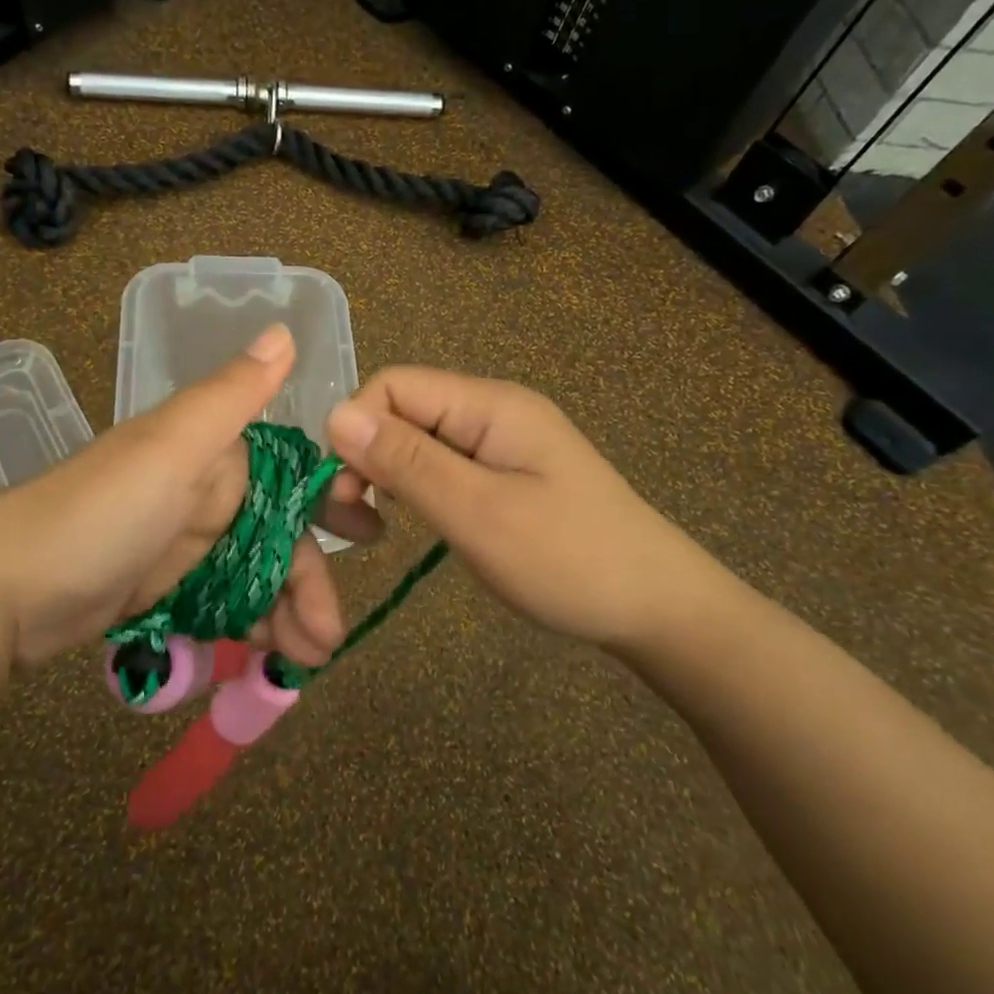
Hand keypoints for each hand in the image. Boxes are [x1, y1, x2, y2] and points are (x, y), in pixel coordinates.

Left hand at [0, 325, 379, 670]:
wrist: (4, 589)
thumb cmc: (102, 512)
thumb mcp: (174, 446)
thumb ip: (233, 394)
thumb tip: (286, 330)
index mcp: (213, 453)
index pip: (292, 475)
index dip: (330, 502)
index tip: (368, 535)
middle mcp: (204, 492)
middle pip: (278, 534)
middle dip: (310, 578)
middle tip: (332, 635)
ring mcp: (182, 544)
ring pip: (255, 573)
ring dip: (287, 613)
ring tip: (308, 661)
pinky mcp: (162, 588)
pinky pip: (224, 602)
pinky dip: (250, 625)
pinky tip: (270, 657)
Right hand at [324, 367, 740, 652]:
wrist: (658, 607)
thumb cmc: (568, 560)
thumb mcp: (478, 513)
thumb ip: (406, 461)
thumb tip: (334, 414)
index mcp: (489, 405)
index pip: (393, 386)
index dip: (355, 429)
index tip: (342, 493)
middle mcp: (491, 411)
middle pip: (401, 411)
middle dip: (364, 457)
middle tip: (355, 524)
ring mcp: (499, 442)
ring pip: (415, 440)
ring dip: (384, 476)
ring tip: (376, 528)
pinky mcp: (503, 473)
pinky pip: (439, 464)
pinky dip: (413, 489)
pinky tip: (412, 521)